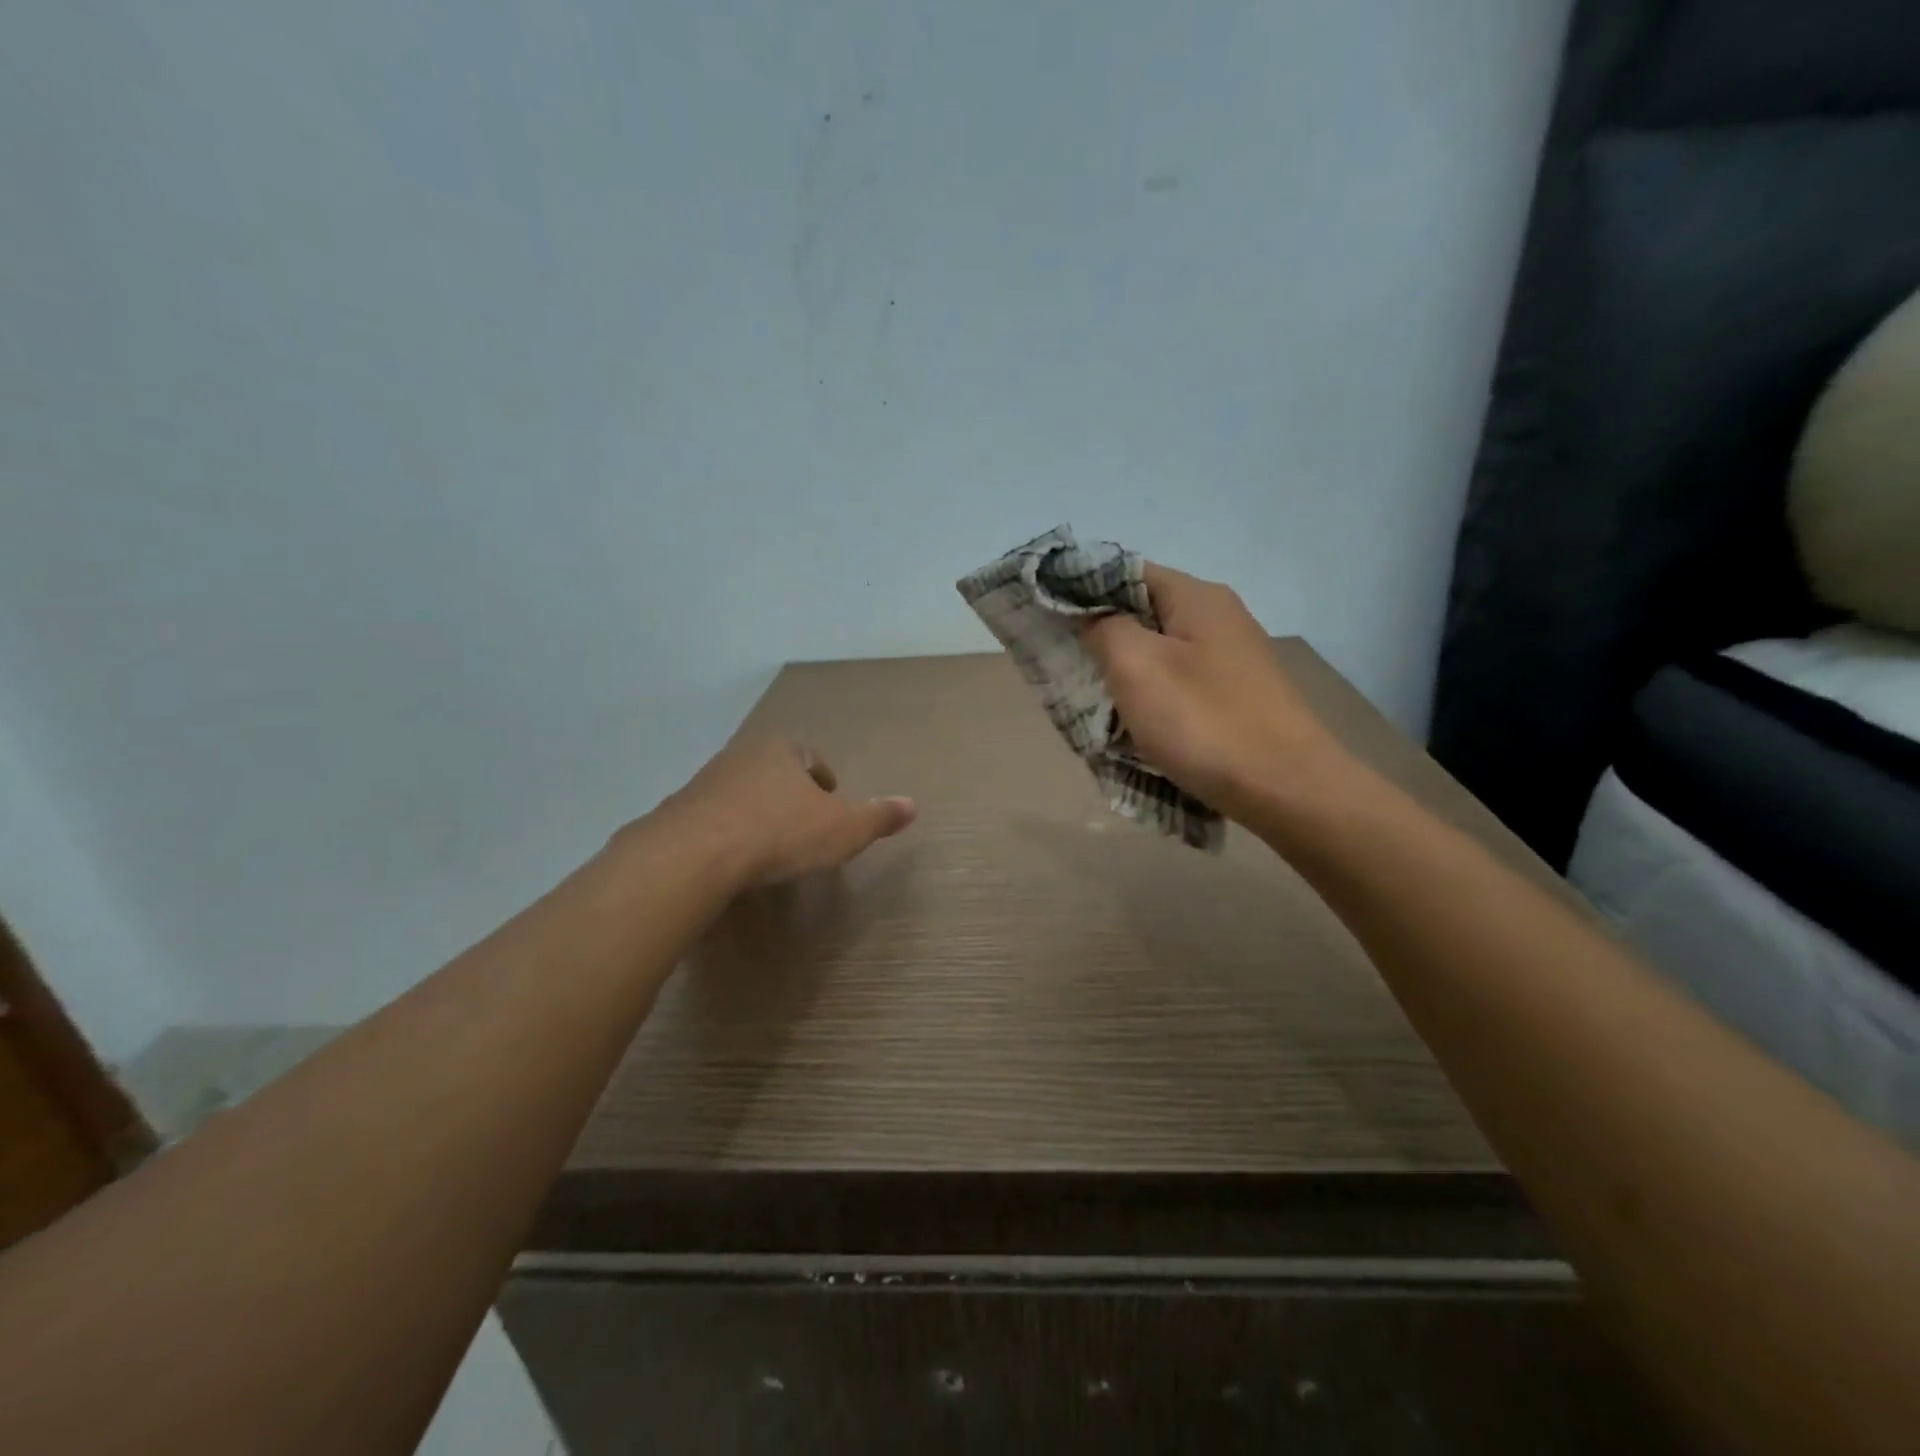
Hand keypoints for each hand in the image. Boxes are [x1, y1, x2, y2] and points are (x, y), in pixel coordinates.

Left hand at [659, 736, 916, 887]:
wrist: (695, 854)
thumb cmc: (780, 833)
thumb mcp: (844, 828)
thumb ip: (878, 816)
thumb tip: (912, 805)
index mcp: (782, 751)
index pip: (810, 757)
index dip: (824, 780)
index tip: (830, 802)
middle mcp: (742, 756)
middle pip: (774, 771)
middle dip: (790, 794)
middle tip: (804, 825)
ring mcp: (706, 782)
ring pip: (742, 793)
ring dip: (757, 813)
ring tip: (769, 845)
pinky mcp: (679, 812)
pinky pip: (712, 819)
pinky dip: (727, 833)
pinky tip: (733, 859)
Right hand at [1080, 564, 1346, 823]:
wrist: (1288, 789)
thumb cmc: (1204, 722)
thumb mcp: (1136, 666)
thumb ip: (1103, 629)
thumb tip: (1092, 618)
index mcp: (1197, 597)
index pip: (1126, 572)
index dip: (1083, 591)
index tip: (1049, 621)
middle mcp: (1219, 617)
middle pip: (1143, 613)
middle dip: (1102, 638)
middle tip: (1068, 669)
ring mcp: (1232, 659)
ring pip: (1160, 653)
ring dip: (1126, 675)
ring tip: (1097, 703)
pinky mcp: (1237, 696)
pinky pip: (1180, 685)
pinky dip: (1153, 699)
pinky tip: (1139, 726)